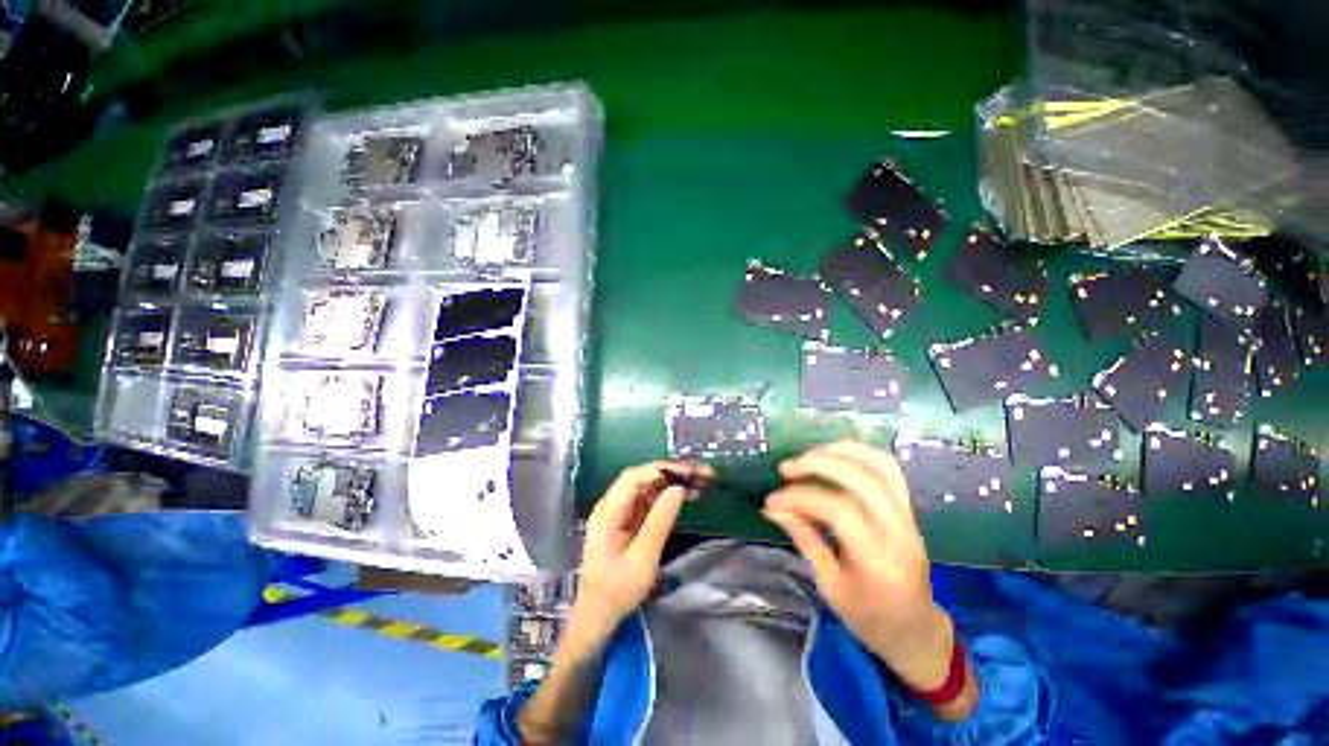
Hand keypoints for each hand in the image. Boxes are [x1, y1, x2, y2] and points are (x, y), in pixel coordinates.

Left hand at [574, 461, 711, 636]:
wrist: (598, 615)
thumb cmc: (617, 590)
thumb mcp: (642, 559)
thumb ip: (659, 521)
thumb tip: (678, 489)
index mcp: (608, 511)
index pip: (635, 477)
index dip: (662, 470)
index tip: (688, 473)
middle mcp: (612, 504)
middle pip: (643, 477)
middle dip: (672, 472)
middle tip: (701, 473)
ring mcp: (620, 510)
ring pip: (649, 486)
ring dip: (674, 481)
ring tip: (701, 480)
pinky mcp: (629, 519)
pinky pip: (650, 499)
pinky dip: (669, 495)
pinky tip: (687, 495)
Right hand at [764, 441, 954, 691]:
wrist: (917, 631)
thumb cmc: (870, 619)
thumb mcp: (830, 585)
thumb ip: (805, 539)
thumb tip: (775, 508)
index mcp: (879, 558)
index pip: (837, 508)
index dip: (800, 498)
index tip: (772, 501)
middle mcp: (898, 530)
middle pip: (859, 477)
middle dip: (816, 465)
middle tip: (785, 470)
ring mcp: (908, 516)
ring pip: (878, 464)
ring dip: (838, 452)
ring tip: (807, 456)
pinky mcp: (908, 509)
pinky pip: (888, 468)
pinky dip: (859, 454)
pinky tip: (833, 457)